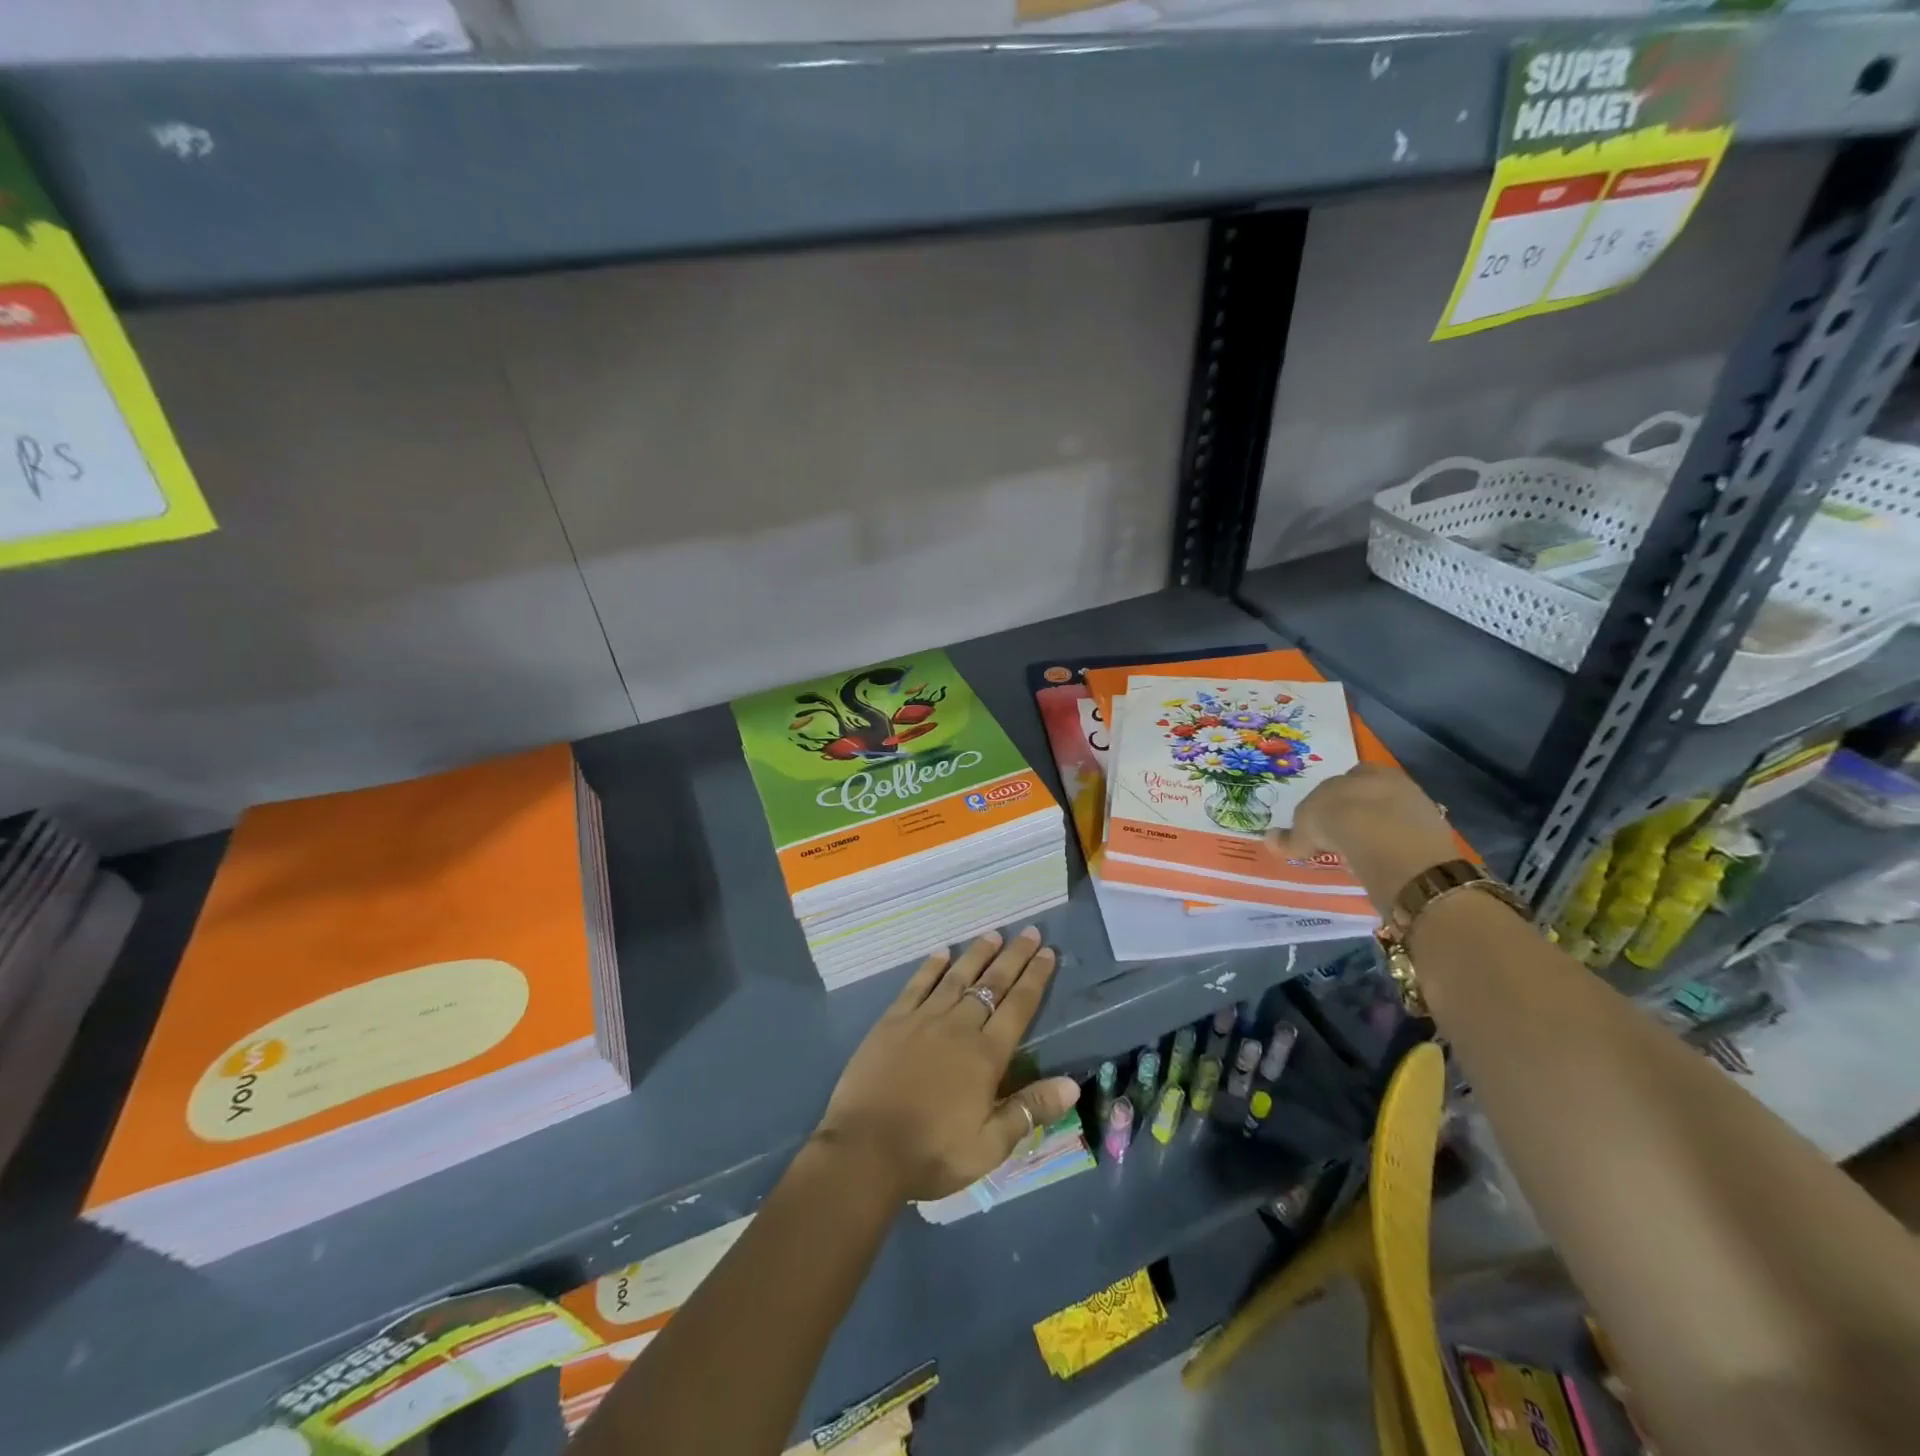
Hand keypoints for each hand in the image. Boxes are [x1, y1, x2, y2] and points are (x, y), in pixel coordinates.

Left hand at [813, 928, 1079, 1203]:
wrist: (865, 1150)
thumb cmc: (932, 1152)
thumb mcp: (990, 1146)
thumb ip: (1030, 1110)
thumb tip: (1073, 1084)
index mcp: (986, 1055)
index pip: (1019, 1007)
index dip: (1035, 978)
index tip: (1048, 952)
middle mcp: (958, 1027)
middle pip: (992, 984)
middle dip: (1013, 956)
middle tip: (1029, 931)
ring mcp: (922, 1020)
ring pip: (956, 978)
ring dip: (976, 954)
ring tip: (993, 934)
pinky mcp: (892, 1022)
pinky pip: (917, 986)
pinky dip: (931, 967)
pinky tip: (942, 952)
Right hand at [1271, 763, 1458, 914]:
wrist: (1388, 841)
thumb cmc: (1340, 822)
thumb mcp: (1305, 831)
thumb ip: (1290, 837)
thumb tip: (1270, 838)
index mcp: (1361, 772)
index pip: (1343, 781)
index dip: (1330, 802)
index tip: (1321, 823)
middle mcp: (1391, 781)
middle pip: (1369, 796)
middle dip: (1356, 812)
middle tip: (1341, 837)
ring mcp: (1416, 806)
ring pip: (1390, 816)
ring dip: (1377, 831)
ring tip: (1361, 853)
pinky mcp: (1433, 833)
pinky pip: (1406, 839)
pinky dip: (1394, 849)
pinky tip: (1382, 862)